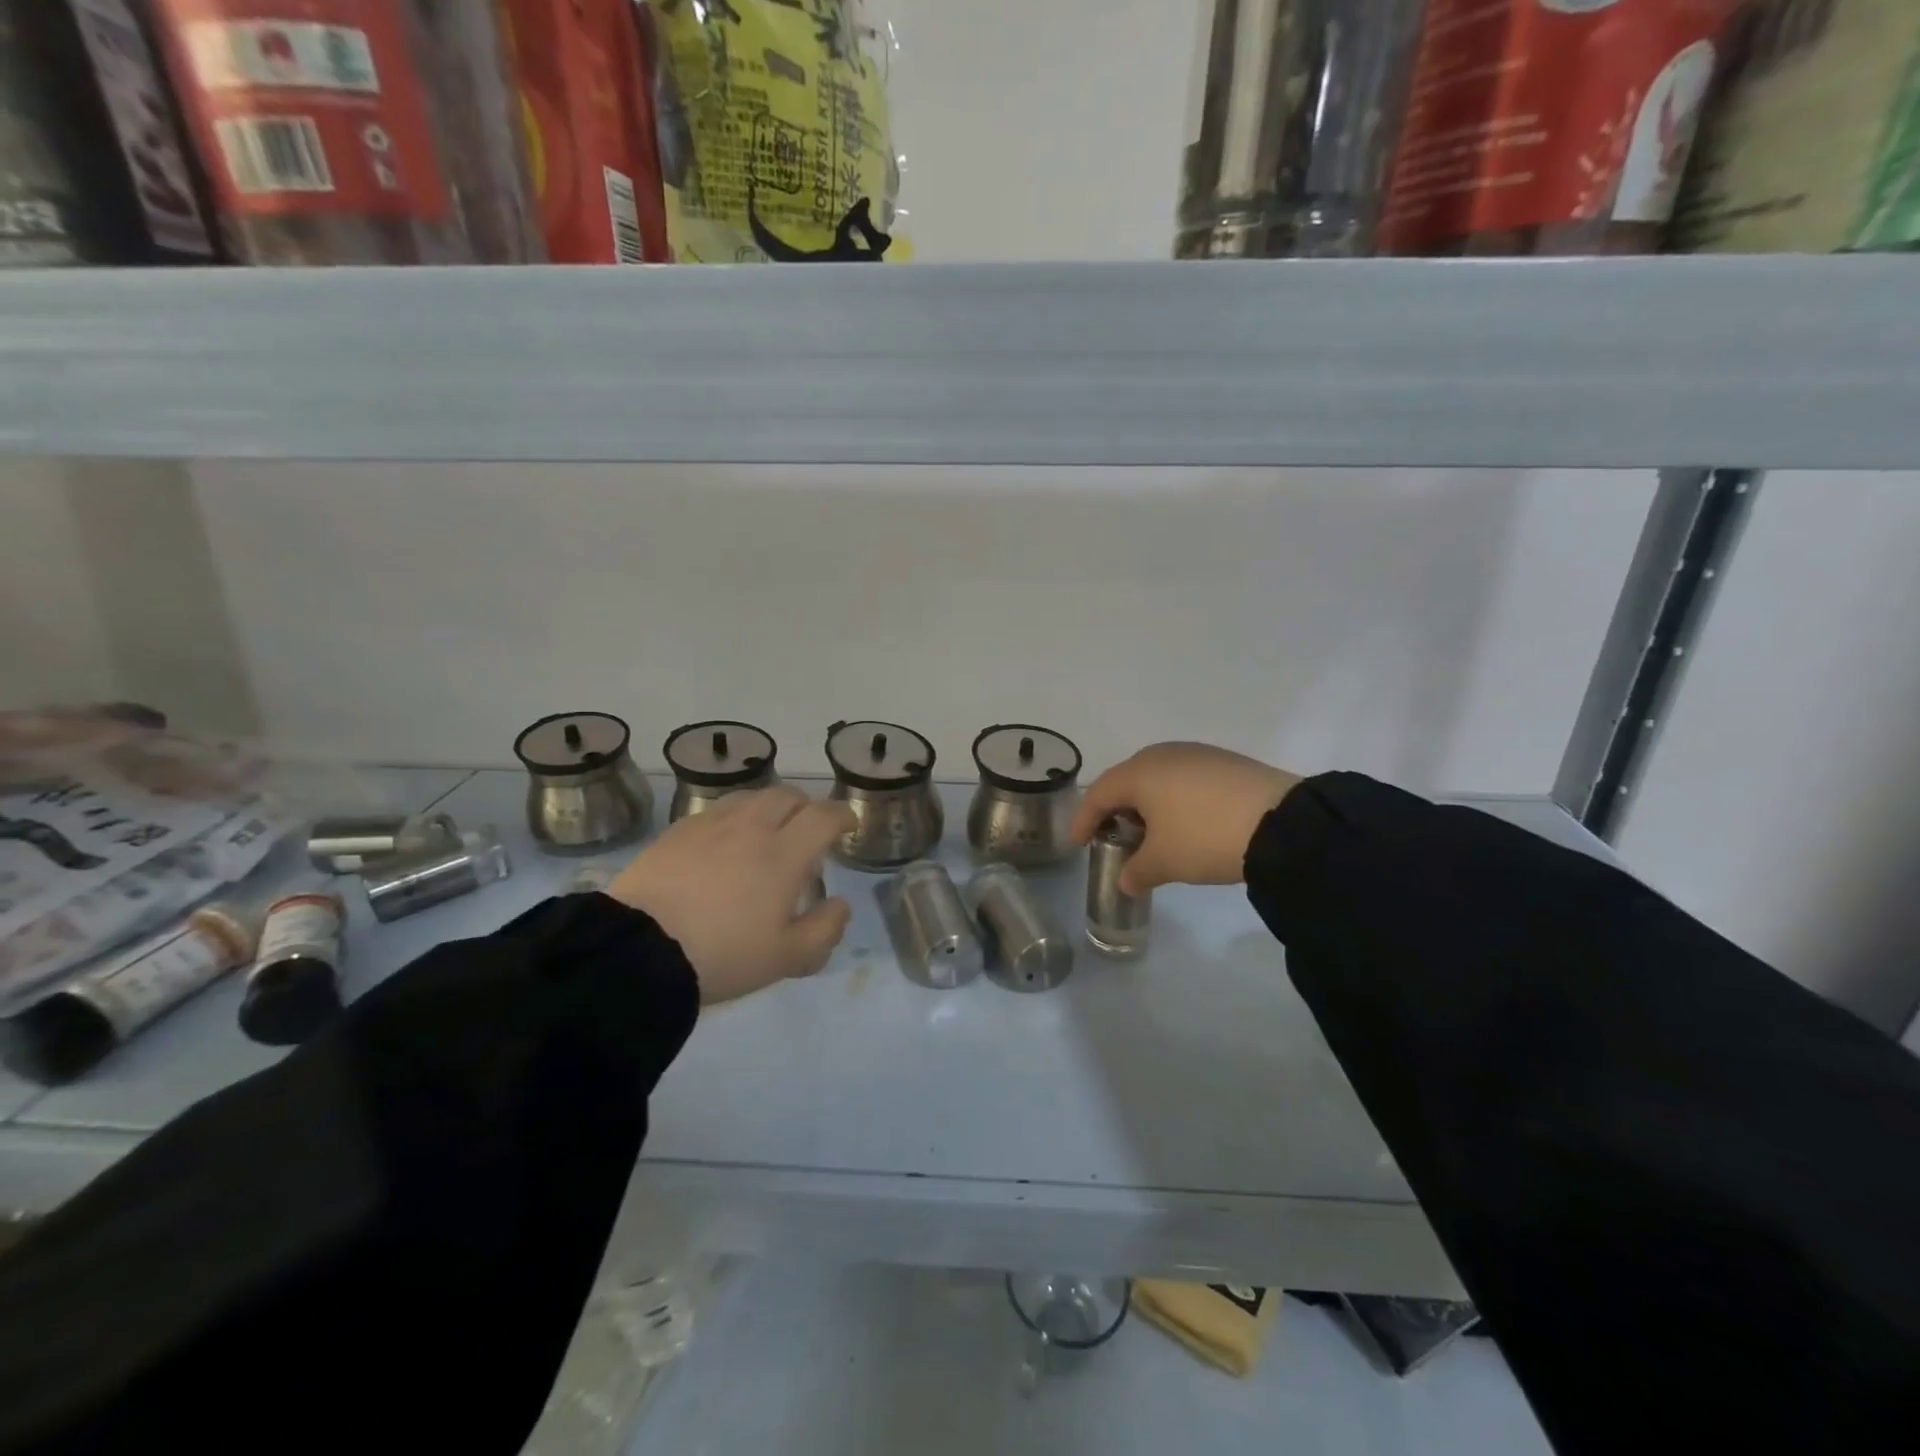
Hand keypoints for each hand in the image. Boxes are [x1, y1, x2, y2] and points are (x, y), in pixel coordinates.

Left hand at [609, 787, 854, 1004]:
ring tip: (766, 832)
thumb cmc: (722, 955)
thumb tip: (840, 905)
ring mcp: (710, 825)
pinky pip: (716, 810)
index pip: (824, 816)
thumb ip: (824, 930)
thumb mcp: (786, 959)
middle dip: (806, 807)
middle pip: (788, 796)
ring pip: (750, 797)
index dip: (842, 816)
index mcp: (784, 854)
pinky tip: (723, 842)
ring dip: (769, 808)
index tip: (847, 826)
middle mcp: (751, 827)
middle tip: (807, 831)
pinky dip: (733, 818)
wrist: (638, 950)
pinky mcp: (677, 832)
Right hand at [1071, 743, 1300, 894]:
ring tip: (1152, 833)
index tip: (1077, 844)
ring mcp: (1197, 754)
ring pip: (1158, 777)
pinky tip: (1186, 822)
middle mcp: (1163, 754)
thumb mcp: (1165, 862)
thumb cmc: (1204, 837)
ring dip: (1147, 804)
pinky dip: (1175, 800)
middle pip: (1127, 780)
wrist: (1282, 822)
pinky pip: (1185, 778)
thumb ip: (1137, 871)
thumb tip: (1126, 880)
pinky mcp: (1225, 762)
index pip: (1098, 794)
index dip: (1083, 821)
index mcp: (1139, 772)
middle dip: (1116, 809)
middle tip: (1113, 836)